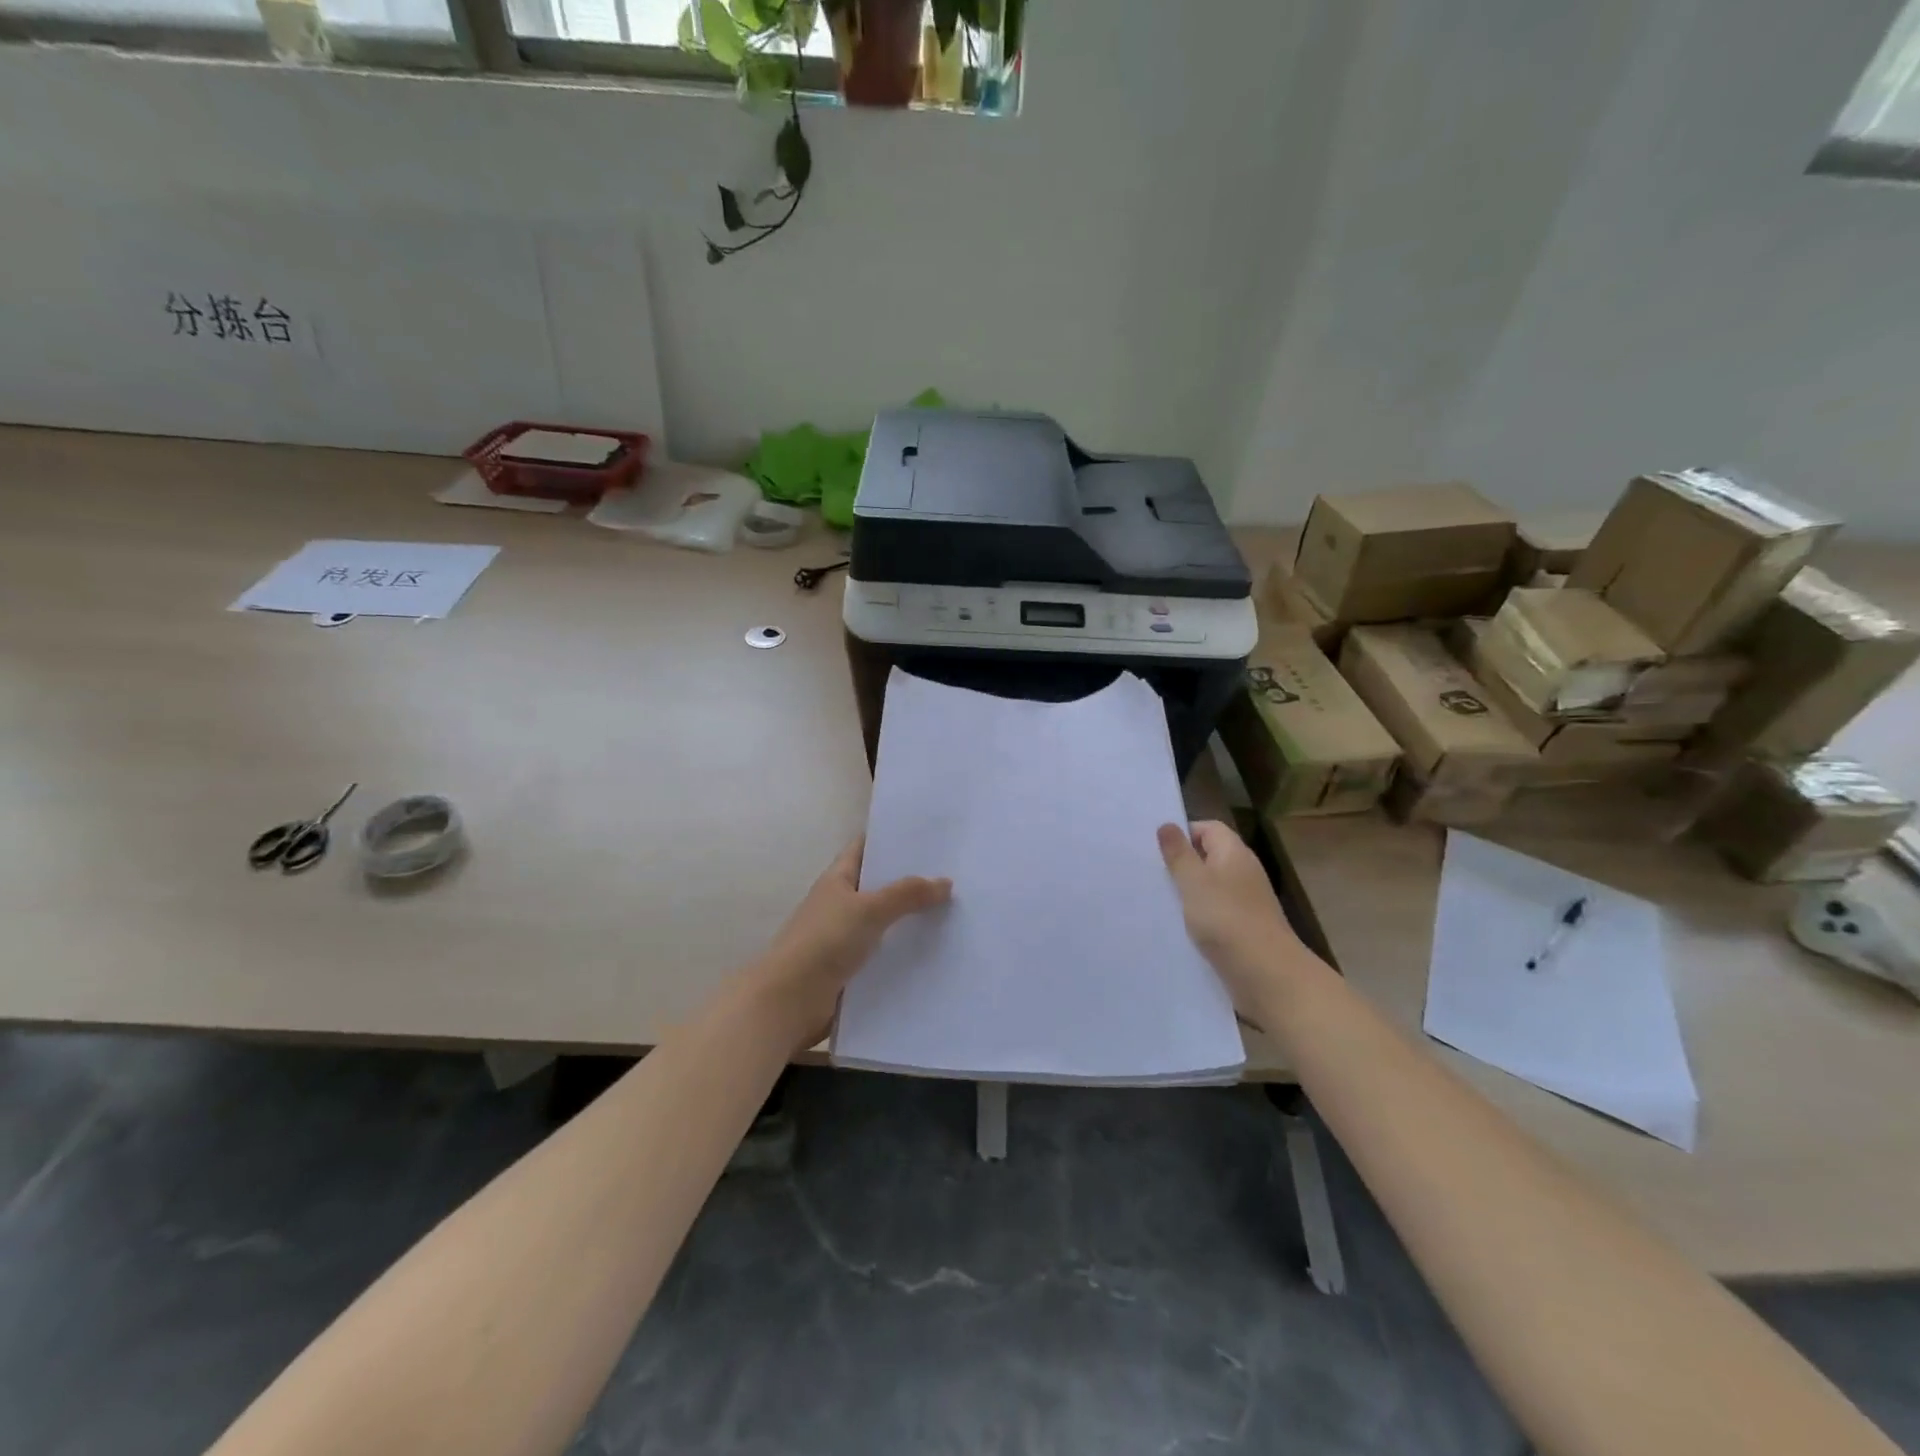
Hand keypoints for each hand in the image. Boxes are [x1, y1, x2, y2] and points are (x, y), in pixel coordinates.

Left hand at [747, 838, 951, 1047]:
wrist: (789, 1001)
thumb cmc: (824, 942)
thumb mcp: (868, 910)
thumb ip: (907, 894)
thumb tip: (945, 882)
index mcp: (837, 879)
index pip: (865, 848)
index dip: (891, 839)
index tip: (928, 836)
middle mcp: (841, 904)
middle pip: (880, 886)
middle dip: (911, 881)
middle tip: (954, 874)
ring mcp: (845, 938)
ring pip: (885, 922)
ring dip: (912, 919)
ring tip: (955, 911)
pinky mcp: (852, 969)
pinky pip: (885, 954)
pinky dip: (905, 952)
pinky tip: (937, 951)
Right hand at [1157, 821, 1315, 1016]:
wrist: (1267, 975)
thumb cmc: (1226, 919)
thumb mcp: (1194, 882)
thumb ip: (1178, 853)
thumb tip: (1167, 824)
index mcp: (1234, 853)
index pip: (1208, 828)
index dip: (1183, 833)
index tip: (1156, 848)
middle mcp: (1243, 872)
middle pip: (1209, 857)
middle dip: (1181, 863)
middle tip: (1150, 873)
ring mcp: (1246, 902)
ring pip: (1210, 887)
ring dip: (1187, 892)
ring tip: (1157, 899)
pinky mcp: (1243, 928)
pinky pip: (1215, 913)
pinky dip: (1198, 916)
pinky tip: (1177, 927)